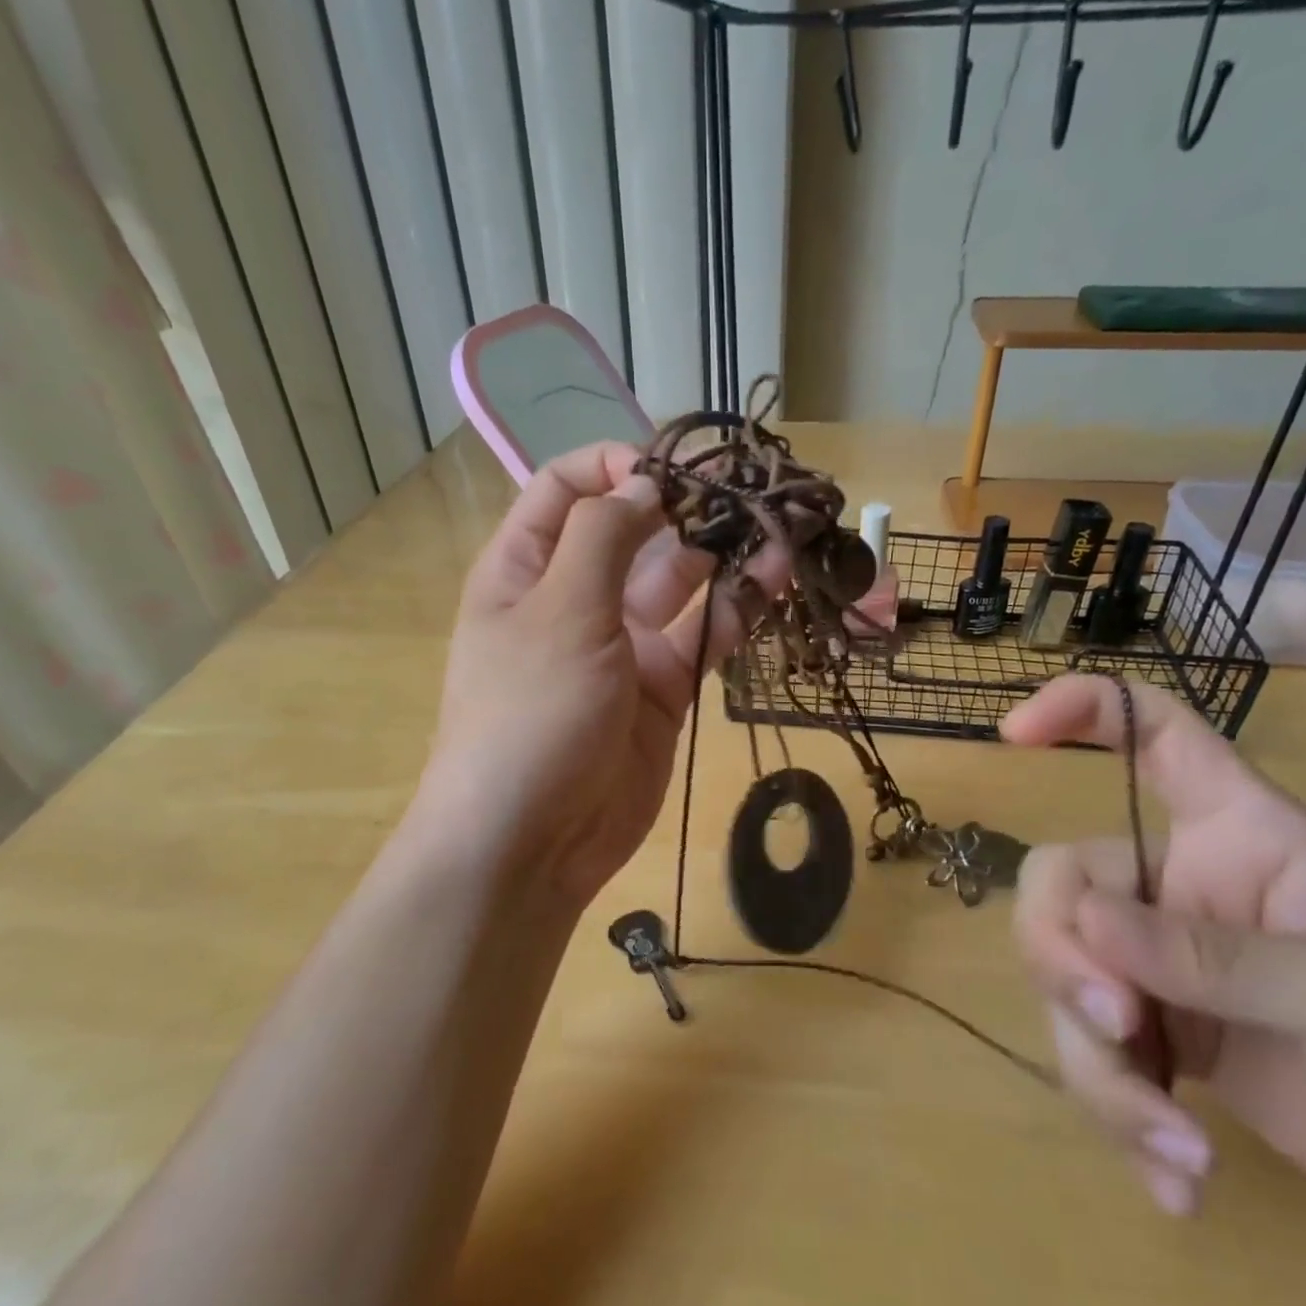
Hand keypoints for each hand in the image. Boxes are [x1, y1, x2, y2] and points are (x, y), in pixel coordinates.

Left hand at [421, 443, 781, 906]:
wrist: (534, 839)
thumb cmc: (530, 713)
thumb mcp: (559, 612)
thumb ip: (603, 538)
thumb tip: (642, 483)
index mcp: (527, 568)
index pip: (567, 489)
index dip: (615, 466)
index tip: (673, 467)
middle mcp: (576, 598)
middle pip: (634, 533)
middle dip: (686, 508)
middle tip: (749, 490)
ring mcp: (623, 646)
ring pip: (681, 585)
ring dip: (723, 557)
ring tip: (778, 532)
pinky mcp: (663, 690)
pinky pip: (704, 638)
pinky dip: (737, 612)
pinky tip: (776, 584)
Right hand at [1004, 675, 1305, 1254]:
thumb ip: (1228, 959)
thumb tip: (1090, 927)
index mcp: (1240, 836)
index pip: (1156, 736)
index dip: (1084, 710)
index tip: (1013, 734)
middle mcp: (1179, 888)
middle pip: (1062, 883)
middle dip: (1064, 956)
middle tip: (1121, 1028)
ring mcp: (1161, 966)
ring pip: (1063, 980)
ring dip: (1096, 1065)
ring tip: (1178, 1146)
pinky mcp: (1158, 1039)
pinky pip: (1090, 1053)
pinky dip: (1119, 1116)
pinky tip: (1182, 1179)